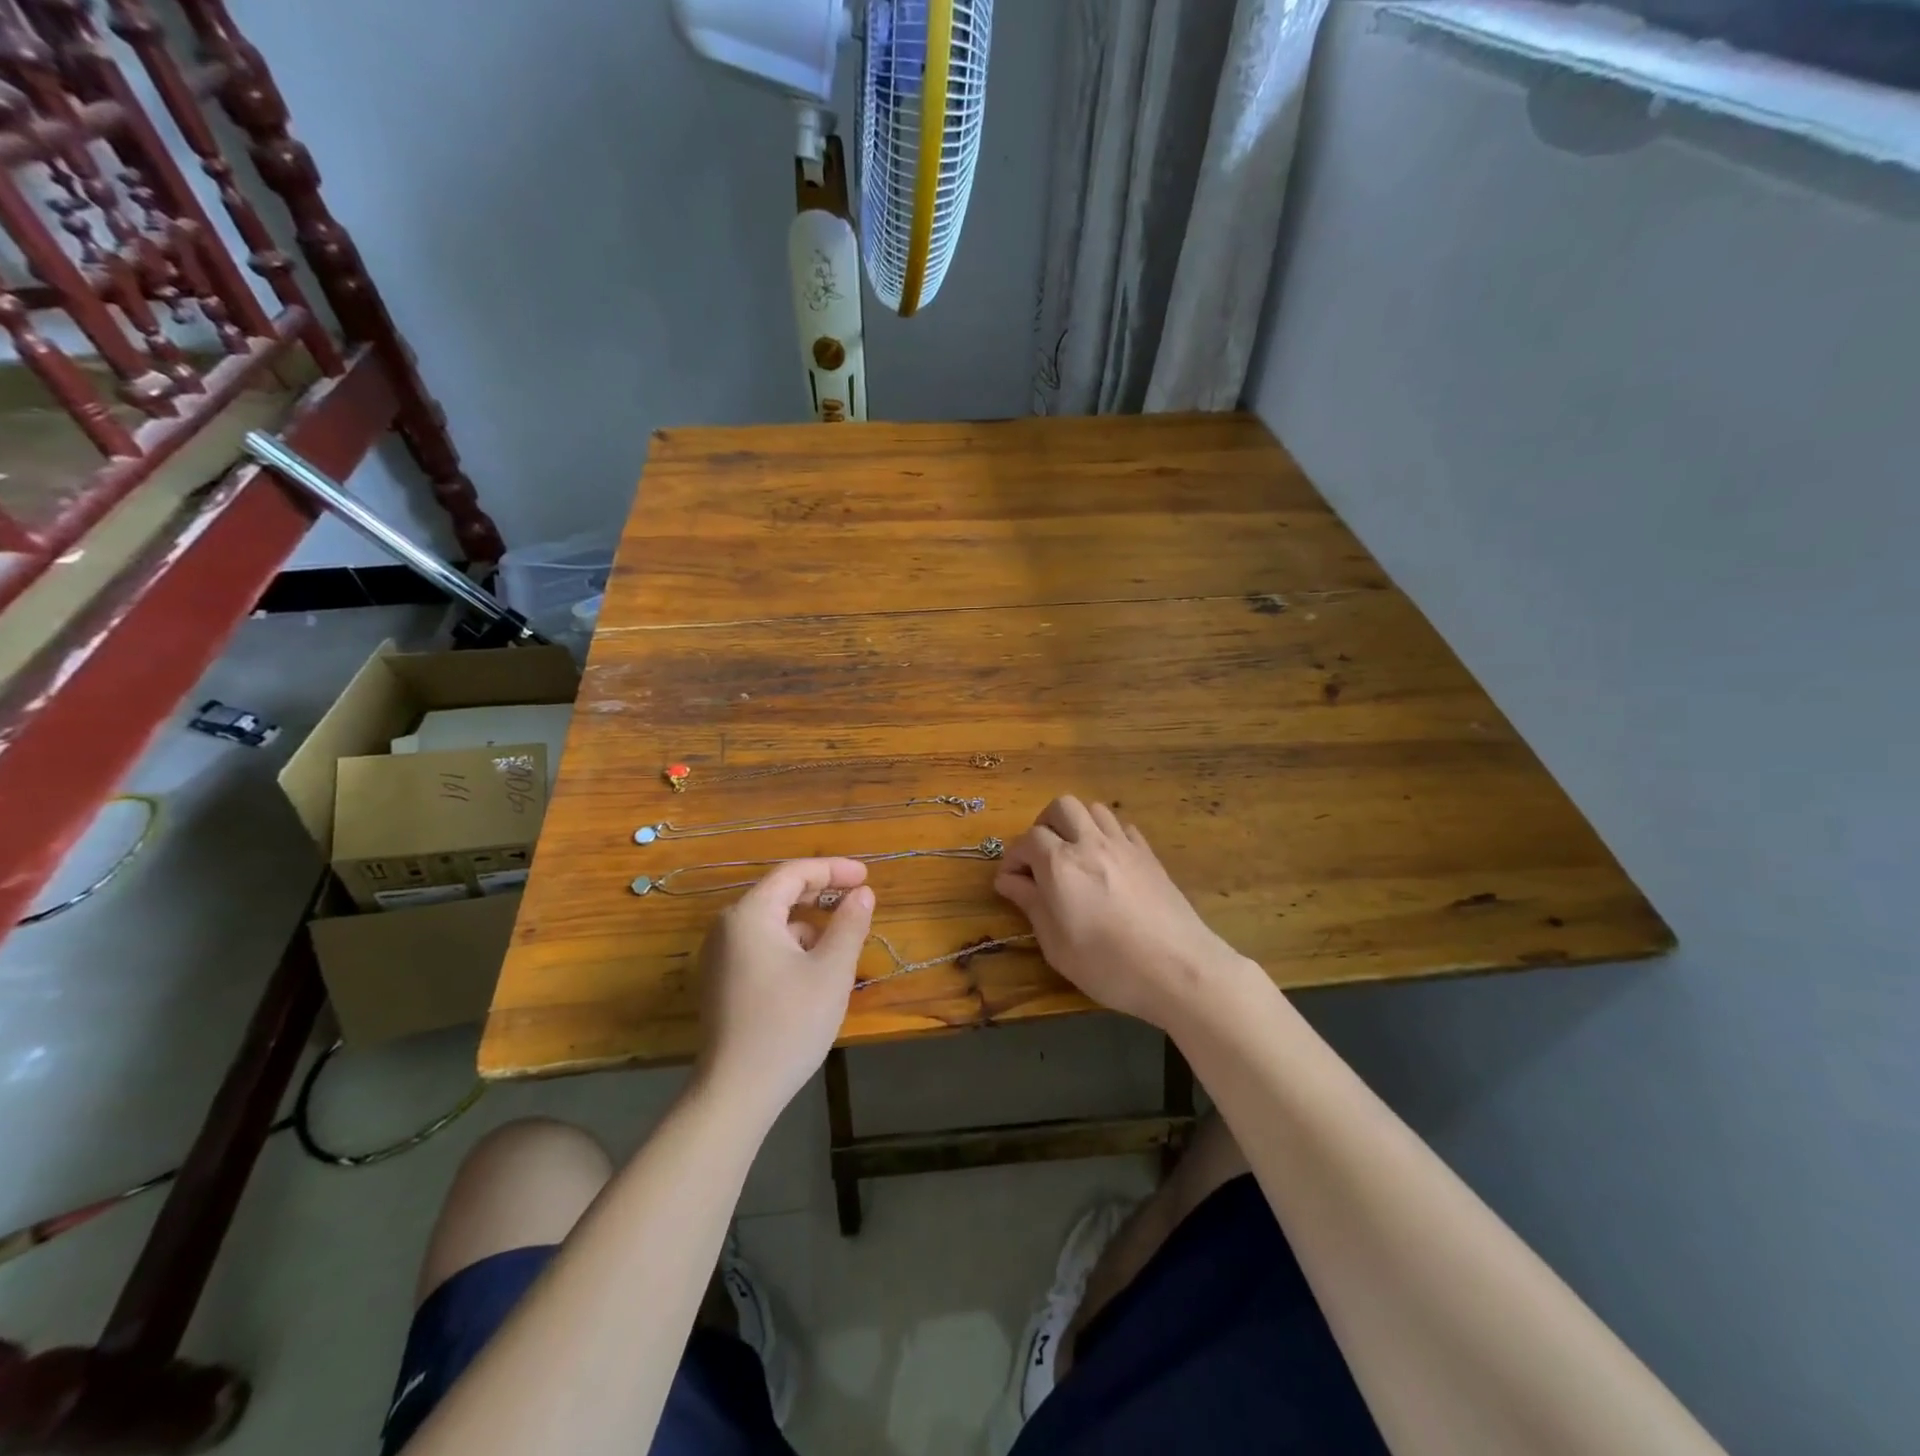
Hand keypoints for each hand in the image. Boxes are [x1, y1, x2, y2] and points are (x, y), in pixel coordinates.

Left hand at [694, 858, 874, 1123]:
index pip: (794, 874)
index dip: (833, 870)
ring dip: (808, 922)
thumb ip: (849, 924)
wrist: (735, 1092)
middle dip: (822, 893)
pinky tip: (814, 969)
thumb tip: (863, 894)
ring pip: (772, 922)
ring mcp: (720, 955)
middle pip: (780, 893)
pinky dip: (791, 945)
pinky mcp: (722, 981)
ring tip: (842, 940)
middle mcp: (728, 927)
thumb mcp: (831, 971)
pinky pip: (761, 945)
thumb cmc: (789, 1023)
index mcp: (750, 915)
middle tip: (858, 897)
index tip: (866, 876)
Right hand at [994, 796, 1242, 1032]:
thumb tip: (1008, 880)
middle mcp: (1090, 843)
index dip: (1014, 857)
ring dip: (1077, 824)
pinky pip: (1122, 827)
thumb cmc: (1108, 965)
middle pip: (1061, 807)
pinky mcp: (1149, 855)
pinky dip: (1107, 835)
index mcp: (1061, 864)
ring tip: (1074, 854)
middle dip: (1044, 825)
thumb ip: (1031, 904)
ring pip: (1093, 809)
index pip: (1027, 840)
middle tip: (1041, 857)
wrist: (1179, 969)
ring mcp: (1124, 845)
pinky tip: (1107, 862)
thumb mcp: (1056, 945)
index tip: (1011, 881)